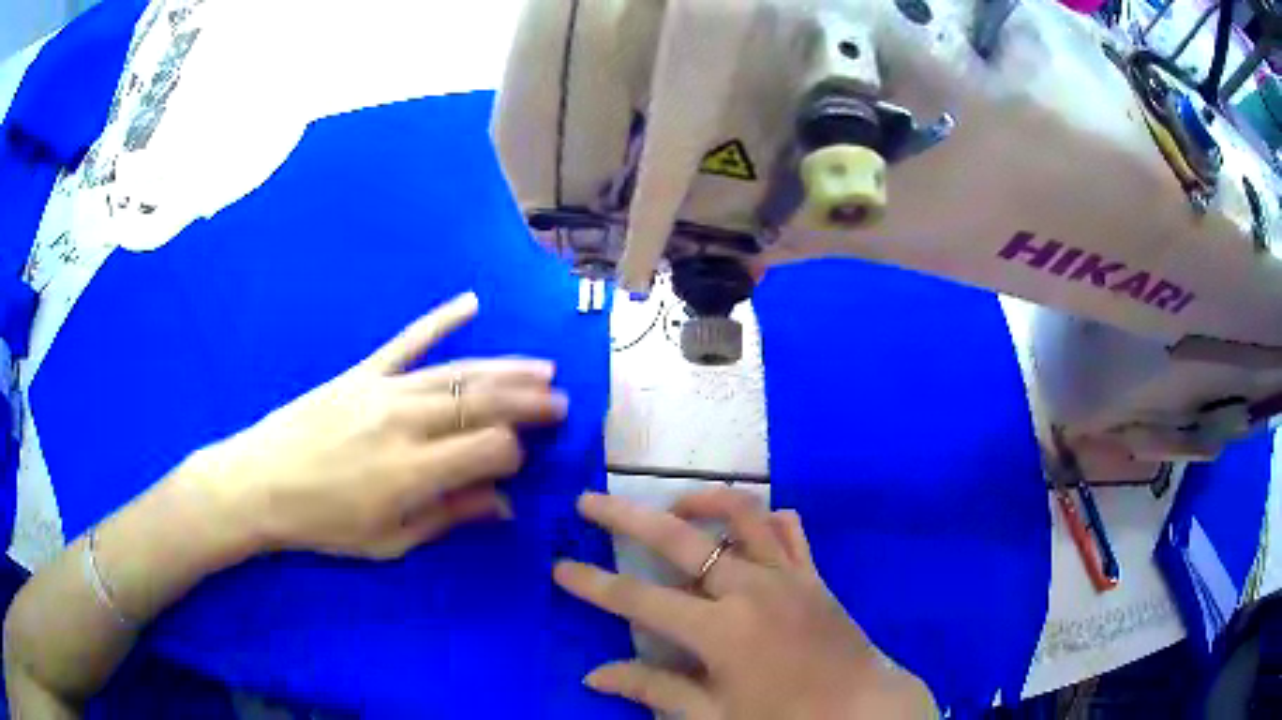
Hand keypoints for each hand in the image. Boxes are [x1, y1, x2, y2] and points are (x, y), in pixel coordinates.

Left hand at [191, 291, 567, 559]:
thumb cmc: (322, 524)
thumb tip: (502, 505)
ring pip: (458, 372)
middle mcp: (406, 423)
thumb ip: (446, 518)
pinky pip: (407, 340)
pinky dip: (440, 320)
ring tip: (542, 368)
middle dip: (528, 402)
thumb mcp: (387, 542)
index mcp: (413, 472)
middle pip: (482, 403)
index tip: (519, 463)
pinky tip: (470, 303)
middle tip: (561, 401)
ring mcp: (383, 390)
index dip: (514, 454)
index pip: (489, 449)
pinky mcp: (362, 372)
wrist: (259, 482)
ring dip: (506, 369)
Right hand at [554, 489, 937, 719]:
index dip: (593, 584)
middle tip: (589, 502)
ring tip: (670, 507)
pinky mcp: (813, 574)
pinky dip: (764, 517)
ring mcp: (787, 575)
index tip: (559, 567)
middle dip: (627, 518)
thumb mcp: (714, 716)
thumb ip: (654, 690)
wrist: (862, 709)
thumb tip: (594, 676)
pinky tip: (745, 525)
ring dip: (699, 503)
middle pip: (680, 540)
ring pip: (741, 515)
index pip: (639, 600)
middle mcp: (751, 588)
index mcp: (721, 631)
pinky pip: (789, 529)